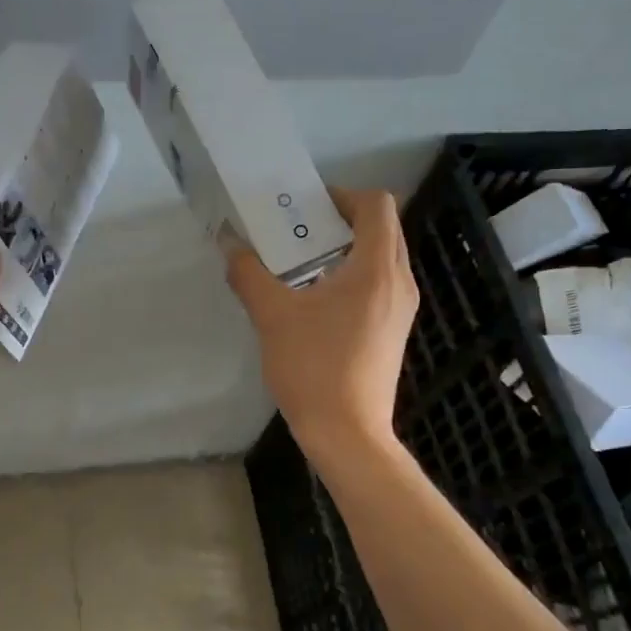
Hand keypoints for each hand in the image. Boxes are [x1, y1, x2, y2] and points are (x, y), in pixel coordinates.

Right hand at [226, 188, 418, 460]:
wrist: (347, 434)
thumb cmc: (314, 368)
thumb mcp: (272, 316)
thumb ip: (249, 274)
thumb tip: (229, 244)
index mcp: (376, 269)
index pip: (376, 205)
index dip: (343, 195)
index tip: (306, 209)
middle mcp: (399, 282)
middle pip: (381, 229)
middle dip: (340, 221)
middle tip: (298, 232)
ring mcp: (402, 309)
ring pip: (381, 258)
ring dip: (345, 250)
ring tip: (302, 264)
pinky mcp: (394, 331)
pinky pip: (379, 285)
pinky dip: (352, 277)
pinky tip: (316, 301)